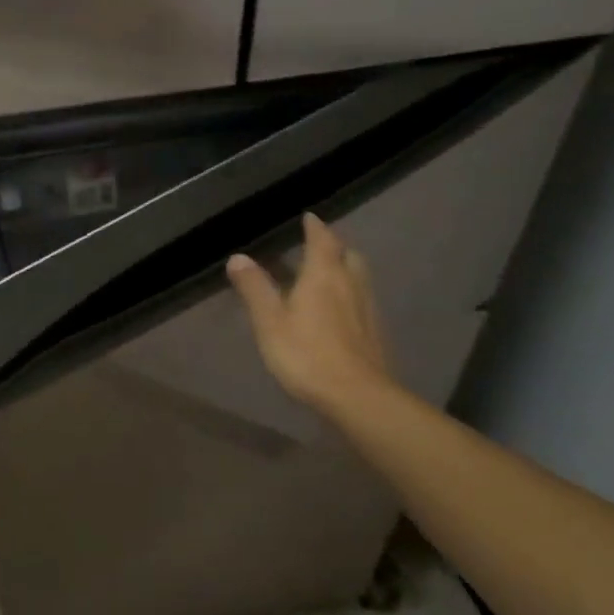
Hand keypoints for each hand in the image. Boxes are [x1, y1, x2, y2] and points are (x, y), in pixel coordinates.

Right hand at [227, 213, 399, 418]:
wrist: (358, 397)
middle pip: (348, 255)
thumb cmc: (307, 354)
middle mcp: (350, 284)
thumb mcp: (270, 321)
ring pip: (359, 277)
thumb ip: (255, 288)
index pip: (322, 241)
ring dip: (345, 268)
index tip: (309, 217)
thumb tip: (238, 257)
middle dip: (334, 246)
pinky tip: (341, 309)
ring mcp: (367, 309)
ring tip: (329, 273)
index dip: (315, 227)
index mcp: (323, 276)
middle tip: (319, 245)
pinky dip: (351, 292)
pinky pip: (363, 299)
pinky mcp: (375, 332)